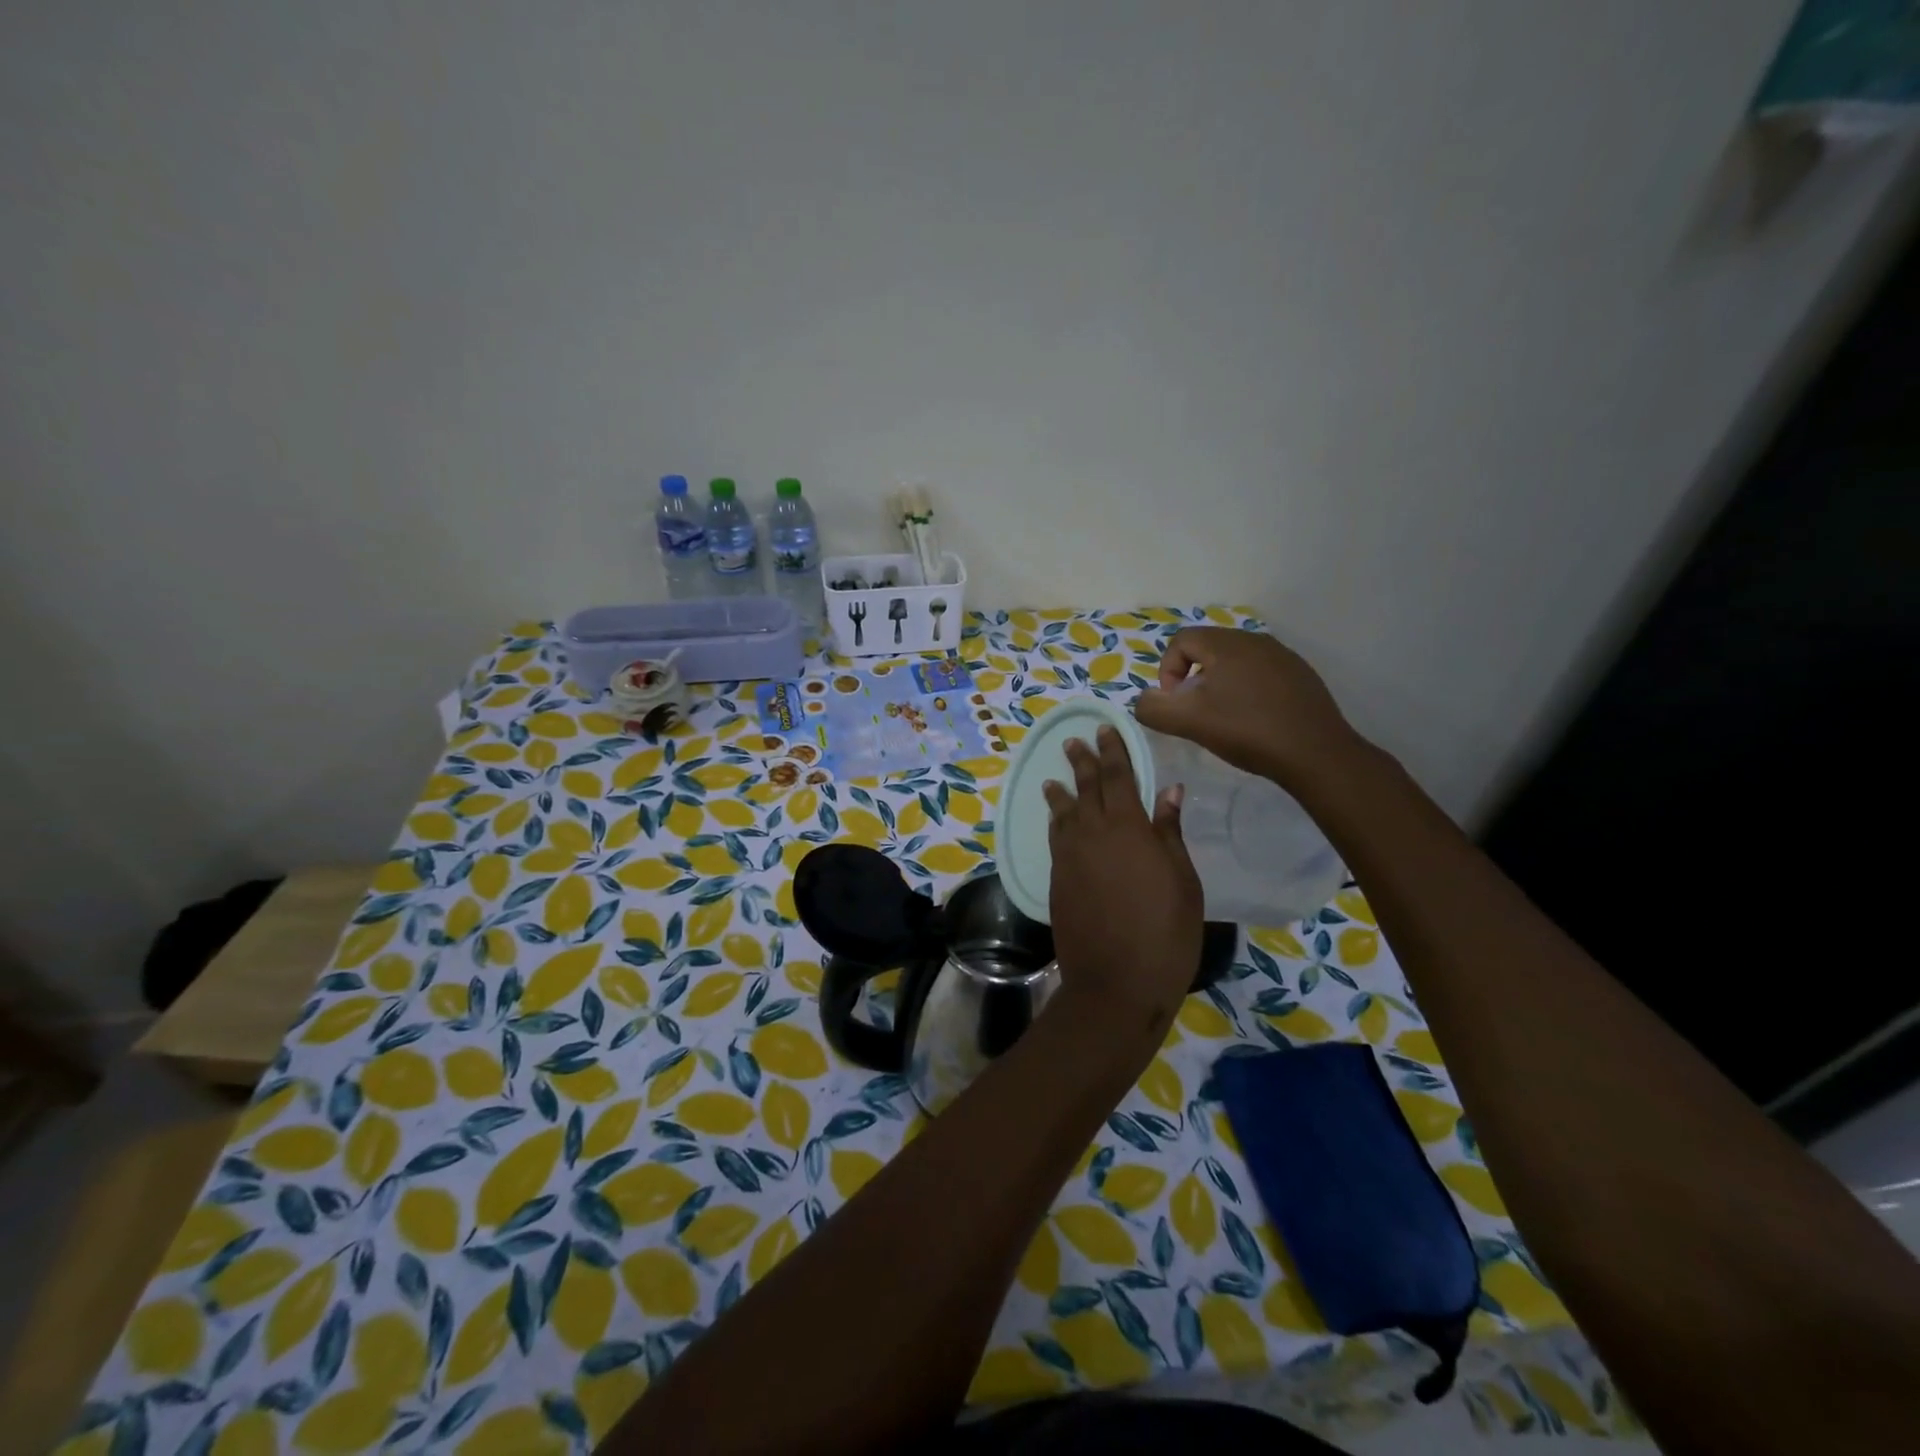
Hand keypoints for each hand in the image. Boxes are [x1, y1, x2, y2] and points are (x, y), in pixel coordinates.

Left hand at [1043, 726, 1202, 1042]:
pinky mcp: (1058, 880)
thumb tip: (1169, 791)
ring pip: (1064, 813)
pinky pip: (1056, 838)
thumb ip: (1169, 833)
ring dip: (1061, 792)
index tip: (1105, 729)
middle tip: (1074, 740)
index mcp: (1128, 828)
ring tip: (1055, 778)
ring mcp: (1070, 857)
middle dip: (1081, 762)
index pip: (1118, 777)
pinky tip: (1057, 819)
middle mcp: (1092, 833)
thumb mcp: (1182, 881)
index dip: (1112, 751)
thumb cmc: (1164, 933)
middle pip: (1085, 788)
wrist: (1115, 983)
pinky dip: (1056, 822)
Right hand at [1133, 627, 1362, 788]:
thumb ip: (1153, 709)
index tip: (1176, 703)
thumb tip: (1144, 700)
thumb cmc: (1247, 731)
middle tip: (1196, 711)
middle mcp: (1255, 640)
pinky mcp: (1300, 675)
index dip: (1167, 671)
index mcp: (1226, 644)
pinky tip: (1254, 719)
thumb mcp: (1189, 722)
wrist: (1315, 754)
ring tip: (1224, 717)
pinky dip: (1247, 690)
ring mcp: (1282, 656)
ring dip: (1220, 684)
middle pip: (1208, 648)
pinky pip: (1261, 673)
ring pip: (1235, 661)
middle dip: (1193, 677)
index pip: (1180, 641)